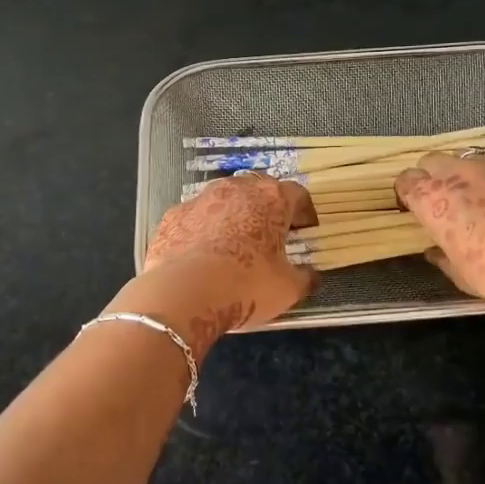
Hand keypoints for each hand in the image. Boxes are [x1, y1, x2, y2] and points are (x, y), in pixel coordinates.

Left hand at [131, 172, 318, 344]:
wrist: (183, 294)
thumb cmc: (246, 286)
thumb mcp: (288, 289)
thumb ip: (304, 278)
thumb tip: (311, 276)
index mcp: (272, 199)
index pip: (297, 194)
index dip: (304, 212)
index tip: (305, 229)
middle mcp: (237, 189)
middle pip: (259, 190)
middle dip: (267, 209)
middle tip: (271, 234)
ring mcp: (200, 198)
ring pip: (224, 199)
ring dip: (232, 215)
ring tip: (233, 243)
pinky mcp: (173, 215)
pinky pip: (195, 217)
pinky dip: (202, 230)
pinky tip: (201, 255)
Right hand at [395, 152, 484, 303]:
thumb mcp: (463, 276)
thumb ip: (443, 259)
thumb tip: (434, 252)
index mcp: (432, 200)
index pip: (406, 181)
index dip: (408, 192)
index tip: (414, 207)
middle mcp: (456, 174)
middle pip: (431, 161)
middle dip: (431, 176)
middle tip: (441, 199)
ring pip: (464, 159)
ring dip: (462, 174)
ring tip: (475, 197)